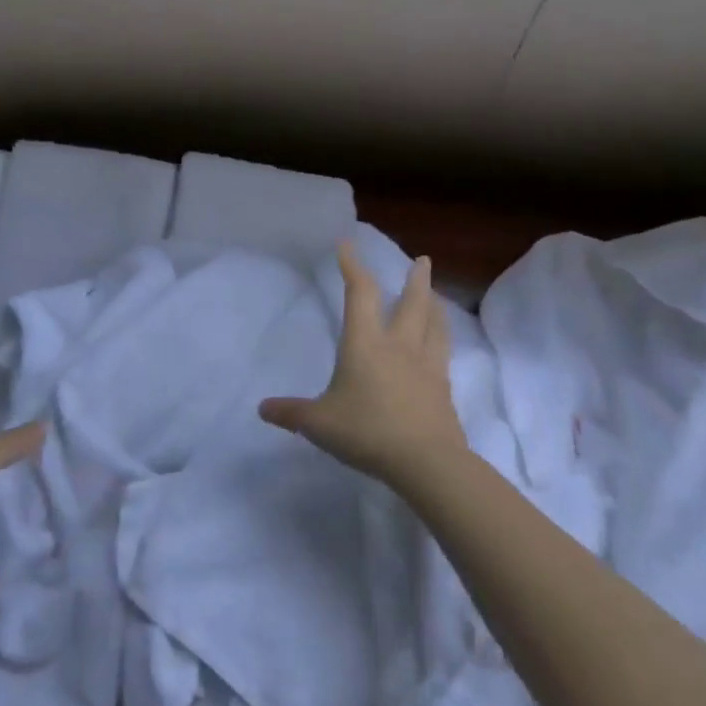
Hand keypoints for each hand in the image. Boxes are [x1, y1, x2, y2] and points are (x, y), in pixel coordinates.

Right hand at [258, 243, 467, 488]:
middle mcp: (399, 345)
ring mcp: (426, 365)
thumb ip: (291, 413)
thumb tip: (262, 408)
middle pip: (411, 302)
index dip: (352, 266)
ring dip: (434, 304)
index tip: (347, 244)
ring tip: (435, 295)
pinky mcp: (443, 387)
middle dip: (415, 278)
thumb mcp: (319, 424)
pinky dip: (443, 337)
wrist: (426, 461)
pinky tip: (441, 344)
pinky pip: (444, 351)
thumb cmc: (367, 432)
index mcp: (365, 343)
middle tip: (422, 260)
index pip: (359, 293)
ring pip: (434, 323)